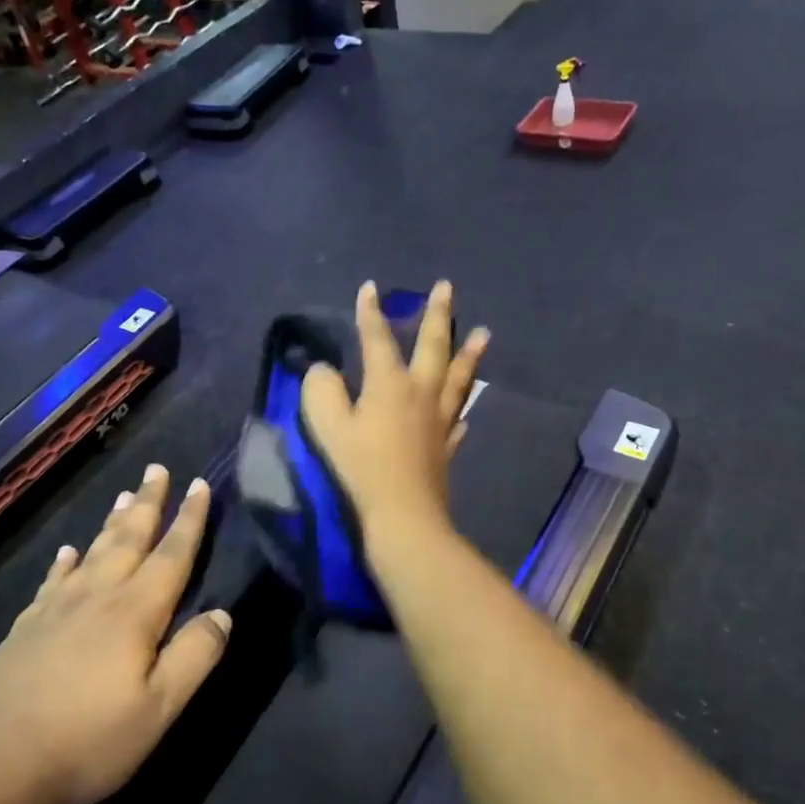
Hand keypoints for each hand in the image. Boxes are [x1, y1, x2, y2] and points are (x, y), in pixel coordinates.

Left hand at [0, 466, 230, 803]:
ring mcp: (54, 612)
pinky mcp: (24, 631)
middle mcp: (95, 599)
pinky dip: (63, 562)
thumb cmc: (86, 741)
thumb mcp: (158, 709)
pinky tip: (65, 553)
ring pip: (91, 553)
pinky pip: (52, 582)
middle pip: (127, 540)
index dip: (188, 520)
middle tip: (157, 469)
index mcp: (133, 614)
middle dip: (148, 504)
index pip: (171, 556)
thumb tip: (223, 614)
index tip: (199, 484)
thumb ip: (194, 657)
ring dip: (111, 523)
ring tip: (124, 495)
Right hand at [301, 280, 489, 538]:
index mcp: (389, 384)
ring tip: (483, 333)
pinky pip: (457, 421)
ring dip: (468, 354)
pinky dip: (461, 410)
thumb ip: (321, 390)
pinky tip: (464, 414)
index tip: (371, 287)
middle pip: (433, 347)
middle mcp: (421, 394)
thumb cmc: (361, 468)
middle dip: (438, 315)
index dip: (371, 313)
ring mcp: (439, 421)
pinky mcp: (446, 448)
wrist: (403, 516)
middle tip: (446, 288)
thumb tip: (324, 371)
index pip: (378, 339)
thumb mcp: (327, 426)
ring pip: (458, 379)